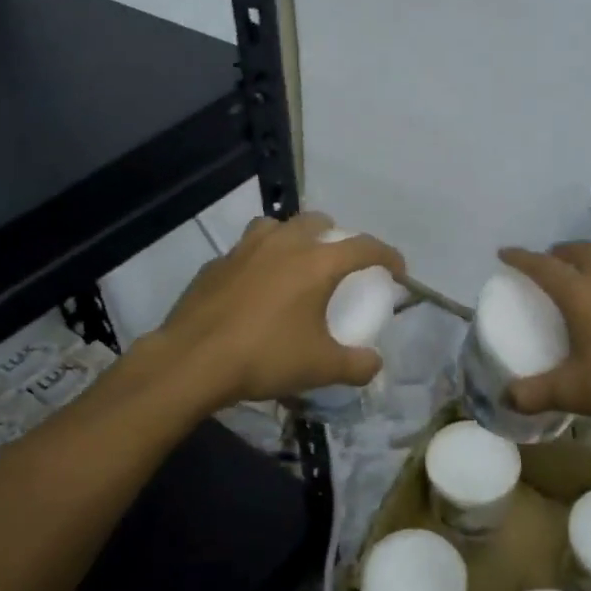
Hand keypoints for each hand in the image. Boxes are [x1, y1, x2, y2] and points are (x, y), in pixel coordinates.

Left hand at [160, 212, 404, 407]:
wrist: (193, 360)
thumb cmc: (265, 357)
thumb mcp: (321, 368)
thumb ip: (357, 365)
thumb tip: (374, 363)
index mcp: (316, 262)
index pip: (364, 246)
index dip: (387, 255)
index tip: (397, 270)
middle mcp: (283, 244)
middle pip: (318, 222)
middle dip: (336, 236)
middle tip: (339, 263)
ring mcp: (245, 248)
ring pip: (277, 226)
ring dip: (293, 238)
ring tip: (294, 263)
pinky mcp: (216, 263)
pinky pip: (245, 250)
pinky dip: (259, 260)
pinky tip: (254, 287)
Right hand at [497, 243, 590, 436]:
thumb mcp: (575, 392)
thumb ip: (535, 394)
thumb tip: (504, 397)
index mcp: (581, 293)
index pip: (543, 265)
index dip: (520, 258)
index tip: (503, 254)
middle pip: (577, 251)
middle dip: (555, 253)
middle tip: (542, 265)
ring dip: (582, 262)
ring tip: (571, 282)